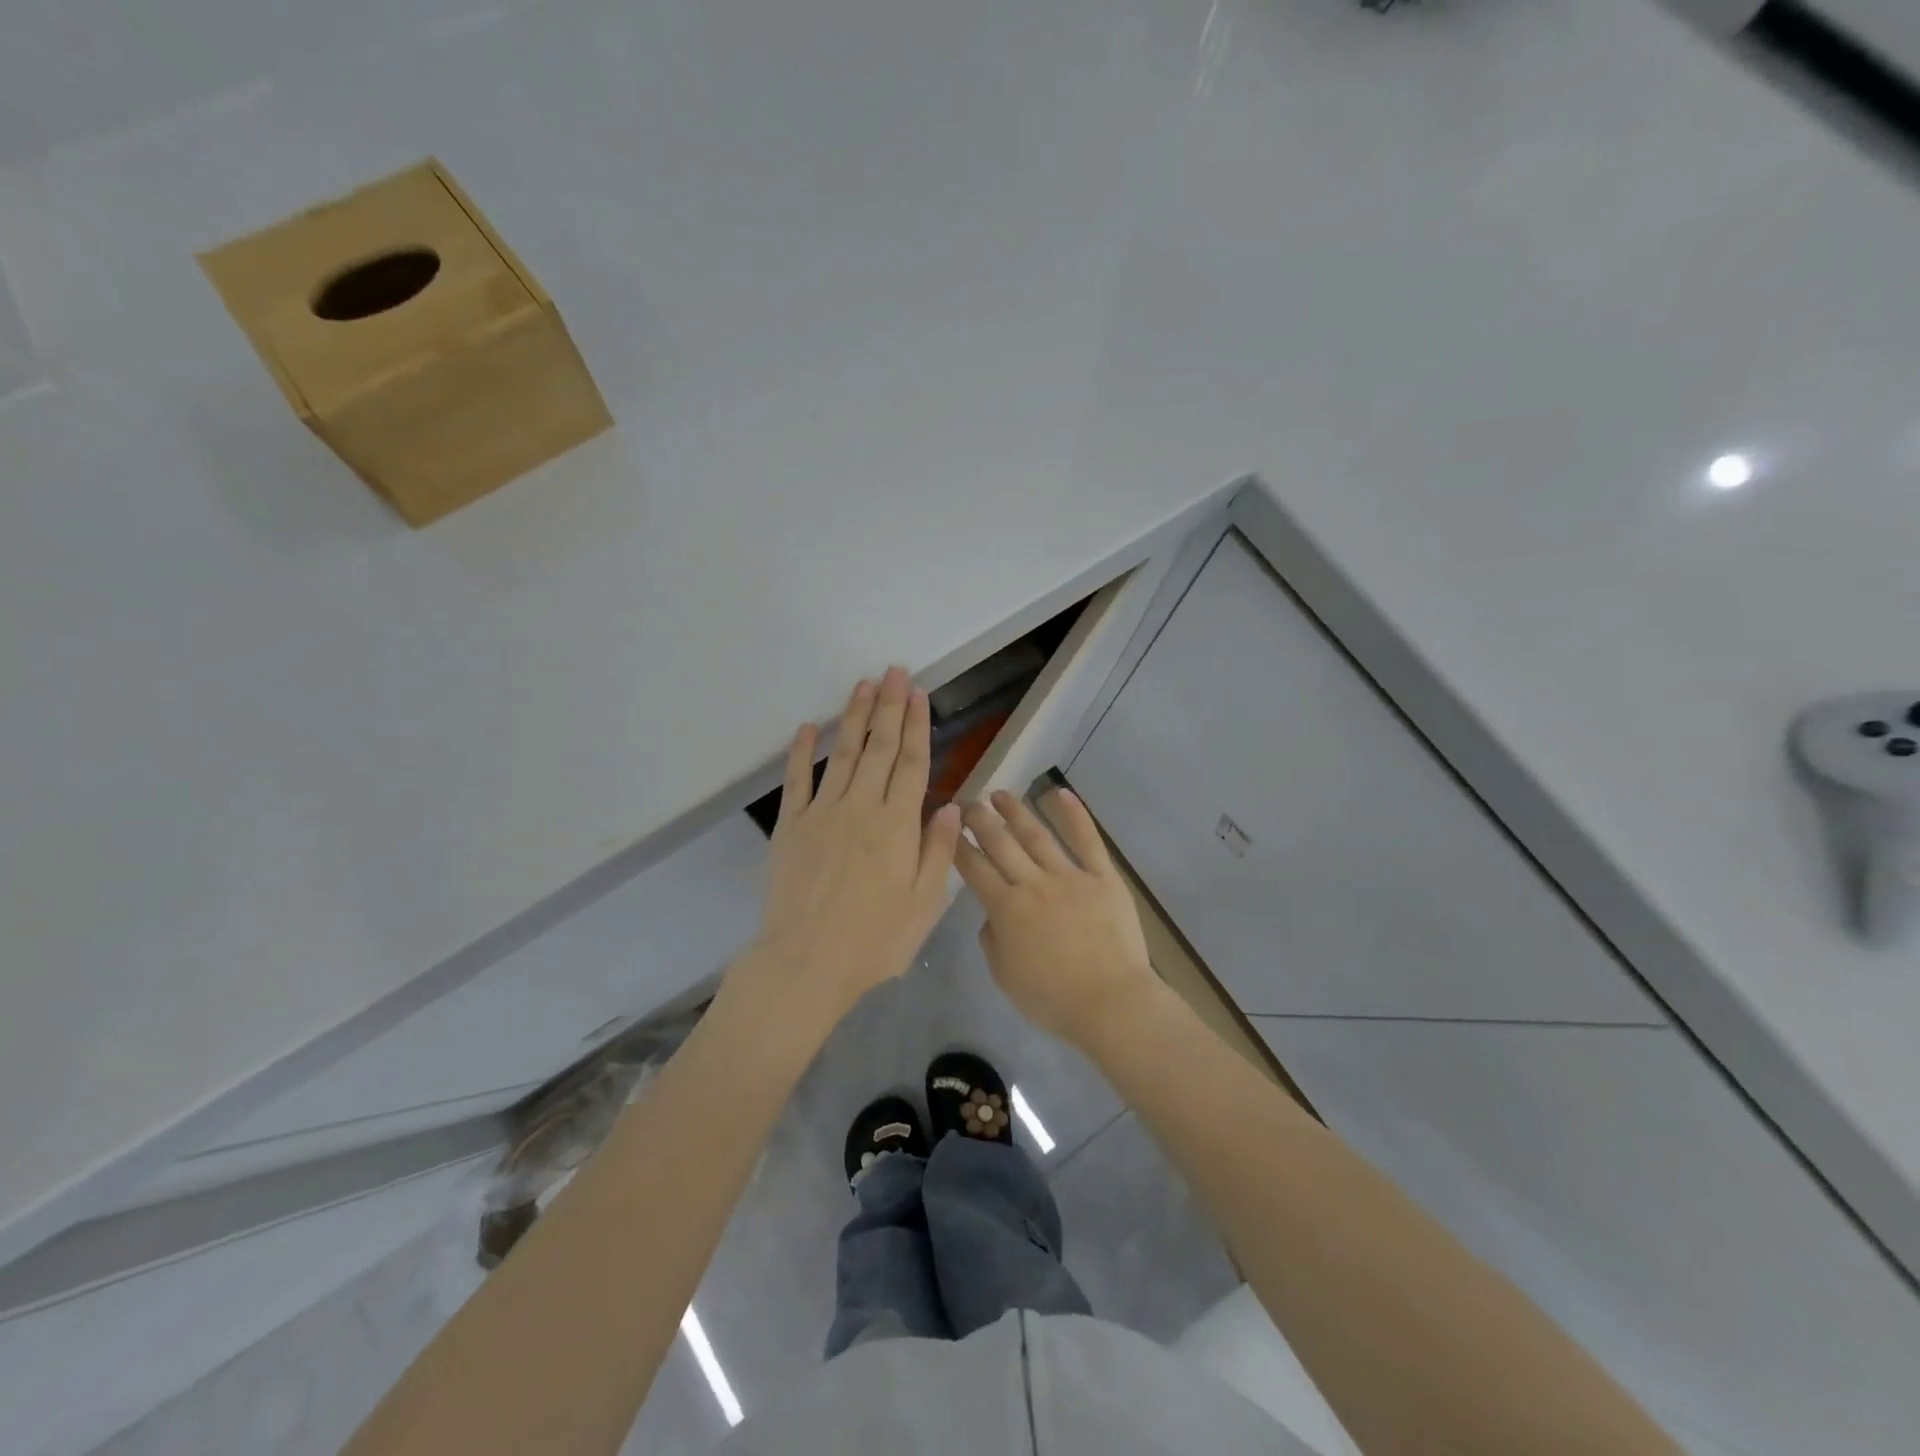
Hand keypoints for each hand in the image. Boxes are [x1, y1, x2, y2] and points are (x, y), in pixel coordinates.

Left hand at [740, 668, 962, 1024]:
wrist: (807, 961)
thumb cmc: (875, 939)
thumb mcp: (924, 903)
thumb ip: (938, 851)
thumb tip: (951, 806)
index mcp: (897, 824)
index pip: (912, 763)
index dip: (917, 725)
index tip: (919, 694)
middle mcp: (861, 807)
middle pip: (879, 748)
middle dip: (889, 707)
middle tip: (894, 671)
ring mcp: (822, 813)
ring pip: (843, 754)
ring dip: (854, 718)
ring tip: (863, 685)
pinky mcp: (791, 826)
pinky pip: (797, 780)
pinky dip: (802, 752)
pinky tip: (809, 727)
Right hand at [954, 788, 1160, 1051]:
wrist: (1110, 1003)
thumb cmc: (1053, 999)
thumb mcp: (1005, 977)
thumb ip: (991, 941)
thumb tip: (991, 917)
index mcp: (1006, 909)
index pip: (974, 869)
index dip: (958, 845)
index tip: (947, 826)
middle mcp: (1033, 884)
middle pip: (1001, 843)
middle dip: (980, 820)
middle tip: (967, 803)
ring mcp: (1070, 877)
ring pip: (1037, 835)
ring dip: (1016, 811)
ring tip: (1000, 794)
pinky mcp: (1103, 877)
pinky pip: (1088, 841)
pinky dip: (1075, 815)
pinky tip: (1061, 792)